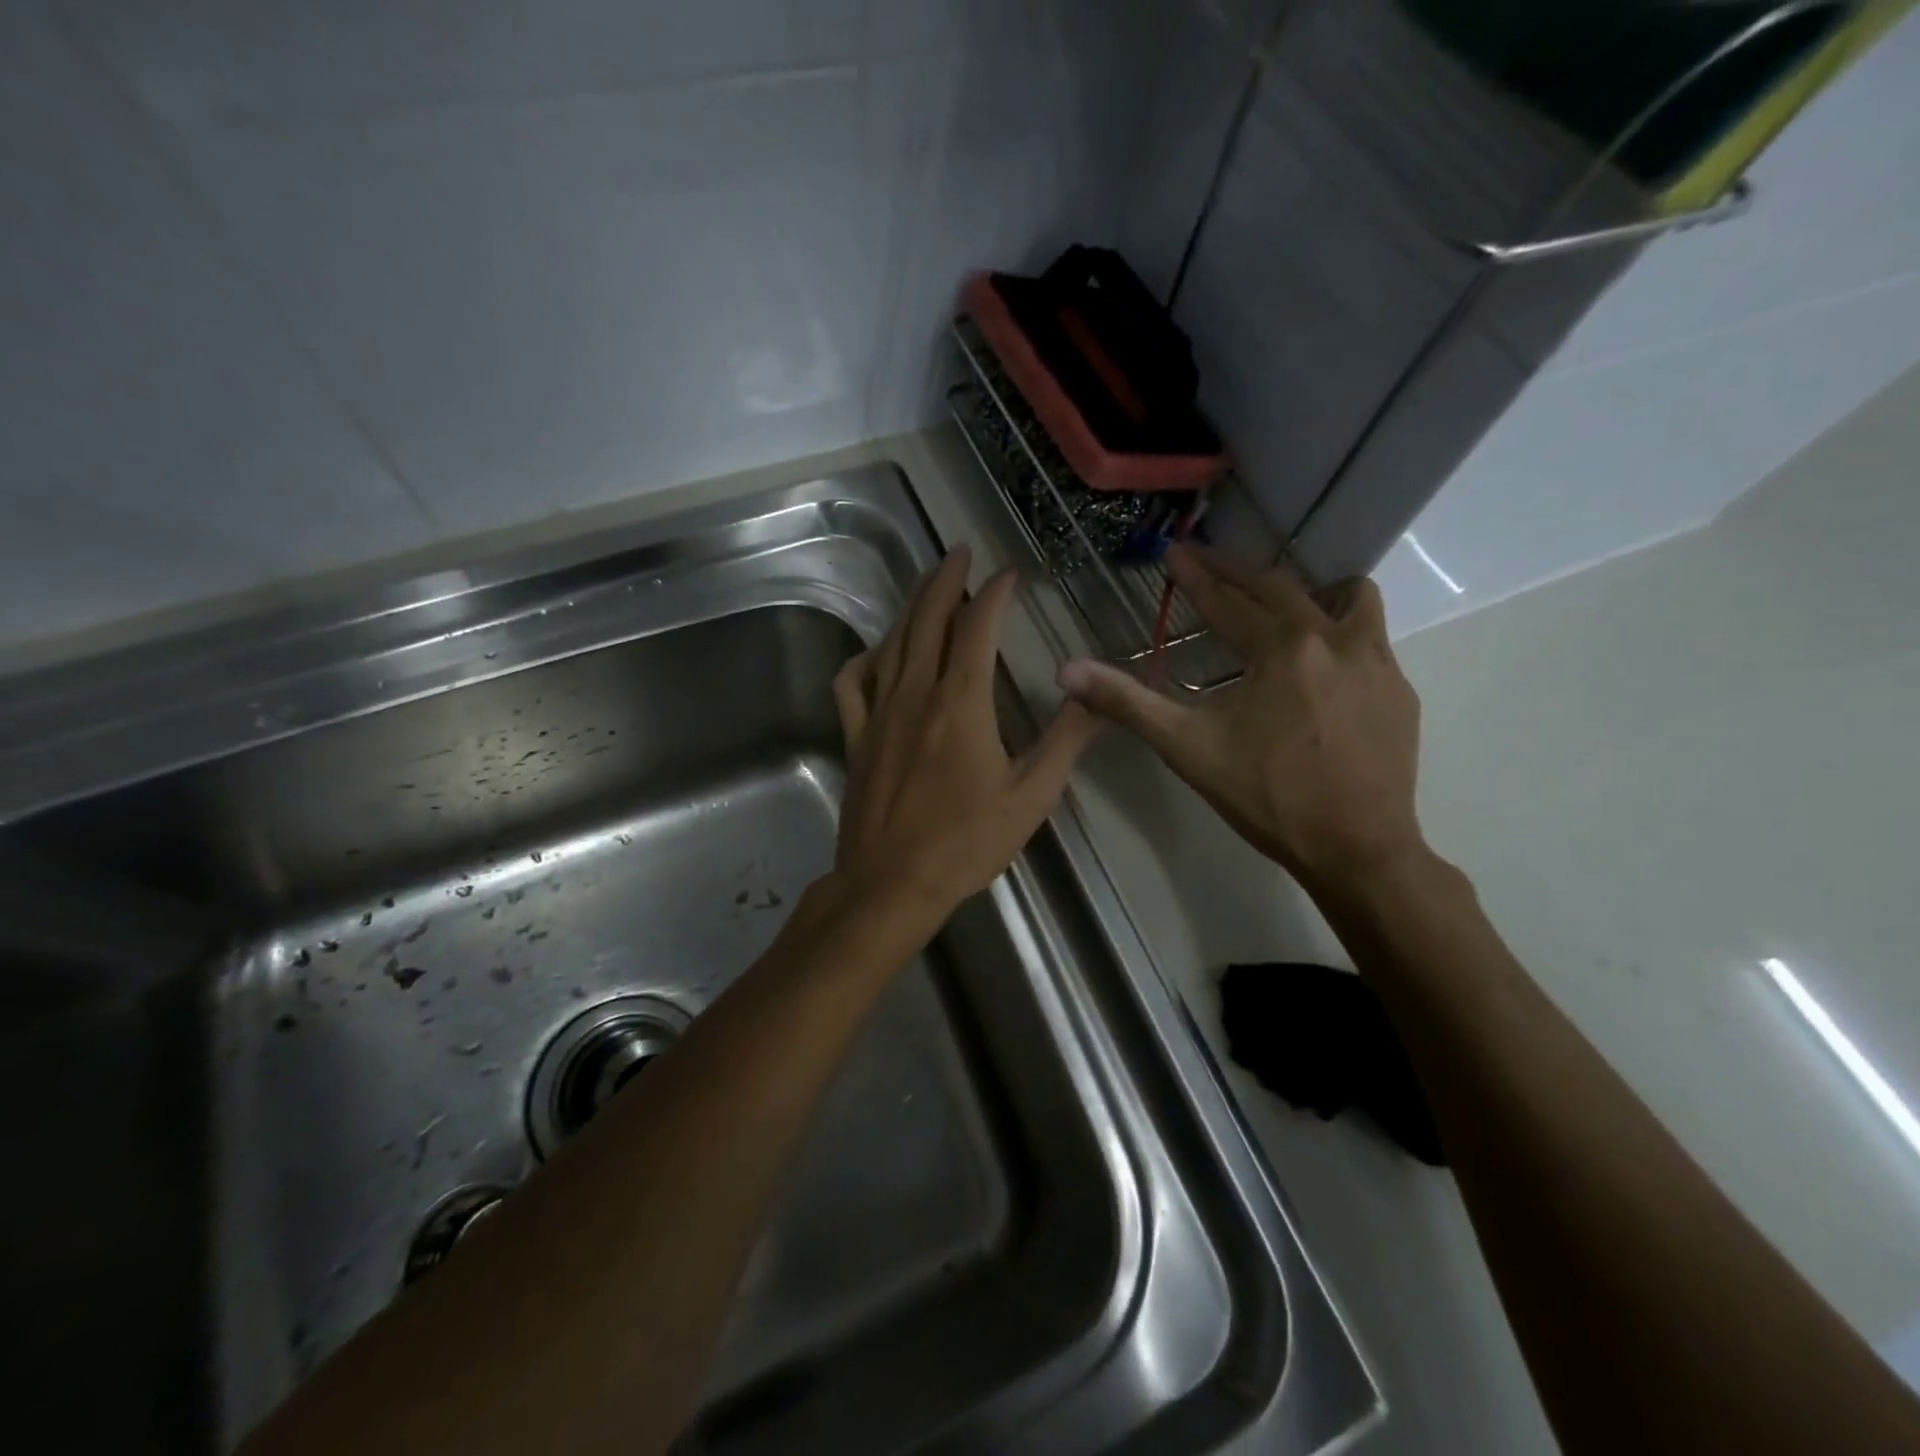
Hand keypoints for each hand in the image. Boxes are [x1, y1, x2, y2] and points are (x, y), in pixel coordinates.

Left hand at [829, 546, 1098, 934]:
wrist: (891, 883)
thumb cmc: (965, 843)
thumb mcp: (1031, 796)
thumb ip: (1066, 739)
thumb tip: (1095, 691)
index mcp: (961, 703)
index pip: (977, 629)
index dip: (994, 593)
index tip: (1009, 572)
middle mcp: (916, 694)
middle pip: (928, 621)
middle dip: (946, 580)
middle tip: (959, 552)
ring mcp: (879, 713)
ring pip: (892, 643)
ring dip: (912, 608)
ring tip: (929, 587)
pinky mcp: (856, 737)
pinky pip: (852, 683)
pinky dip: (865, 658)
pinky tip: (877, 652)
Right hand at [1059, 544, 1426, 893]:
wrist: (1357, 849)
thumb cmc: (1267, 797)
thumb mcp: (1187, 748)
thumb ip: (1127, 703)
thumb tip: (1067, 671)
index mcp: (1280, 649)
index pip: (1226, 601)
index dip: (1195, 576)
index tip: (1174, 552)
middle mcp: (1333, 639)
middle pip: (1281, 588)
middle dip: (1238, 572)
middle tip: (1209, 563)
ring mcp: (1377, 662)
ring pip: (1349, 598)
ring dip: (1311, 593)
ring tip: (1285, 610)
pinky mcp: (1400, 691)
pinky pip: (1372, 639)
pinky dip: (1342, 635)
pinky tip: (1324, 670)